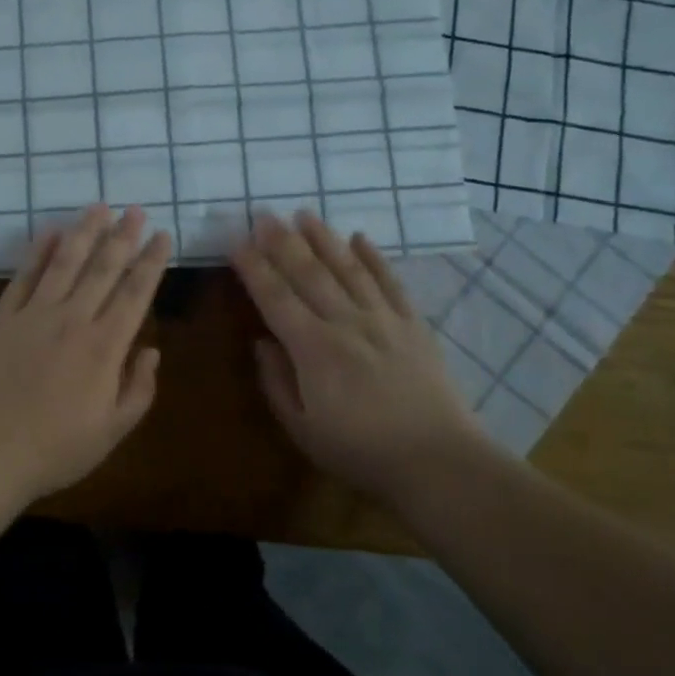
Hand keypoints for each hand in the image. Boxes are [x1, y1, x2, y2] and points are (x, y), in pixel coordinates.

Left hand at [0, 205, 170, 505]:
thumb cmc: (53, 450)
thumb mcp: (111, 433)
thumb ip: (138, 390)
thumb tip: (151, 350)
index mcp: (105, 347)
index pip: (135, 293)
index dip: (151, 262)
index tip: (162, 236)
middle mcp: (73, 320)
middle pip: (103, 269)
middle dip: (123, 237)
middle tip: (135, 210)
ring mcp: (34, 314)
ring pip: (65, 262)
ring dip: (84, 232)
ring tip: (99, 207)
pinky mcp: (2, 317)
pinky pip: (24, 276)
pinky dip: (39, 251)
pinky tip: (51, 232)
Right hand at [230, 210, 482, 496]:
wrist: (438, 462)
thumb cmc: (361, 451)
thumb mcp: (302, 429)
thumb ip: (277, 382)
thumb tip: (262, 342)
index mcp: (313, 349)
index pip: (275, 297)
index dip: (253, 268)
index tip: (236, 242)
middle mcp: (346, 322)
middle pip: (308, 273)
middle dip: (282, 241)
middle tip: (263, 213)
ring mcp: (383, 319)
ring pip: (348, 268)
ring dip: (324, 238)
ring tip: (304, 213)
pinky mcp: (413, 325)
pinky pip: (391, 282)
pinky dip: (375, 257)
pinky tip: (360, 238)